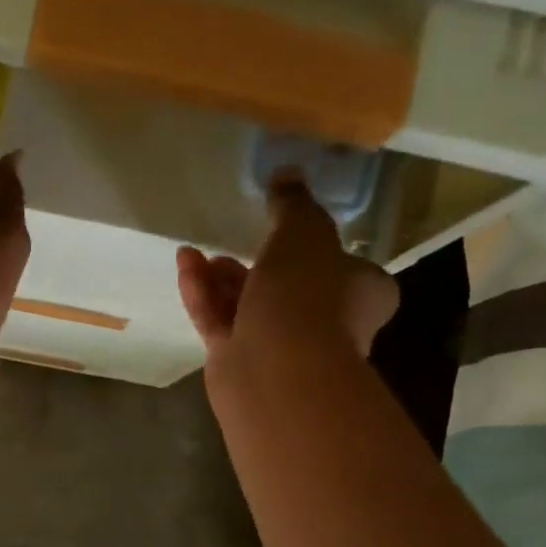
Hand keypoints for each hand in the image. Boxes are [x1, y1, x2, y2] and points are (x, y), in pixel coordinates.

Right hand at [176, 174, 398, 377]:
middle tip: (233, 241)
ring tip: (198, 254)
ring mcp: (281, 347)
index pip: (345, 267)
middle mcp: (327, 323)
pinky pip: (221, 322)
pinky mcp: (241, 362)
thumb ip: (293, 204)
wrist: (277, 370)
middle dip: (258, 263)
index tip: (288, 228)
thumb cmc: (307, 295)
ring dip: (224, 279)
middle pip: (290, 287)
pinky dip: (204, 295)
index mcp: (360, 292)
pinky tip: (185, 266)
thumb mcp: (304, 231)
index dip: (318, 247)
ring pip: (250, 306)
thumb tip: (287, 176)